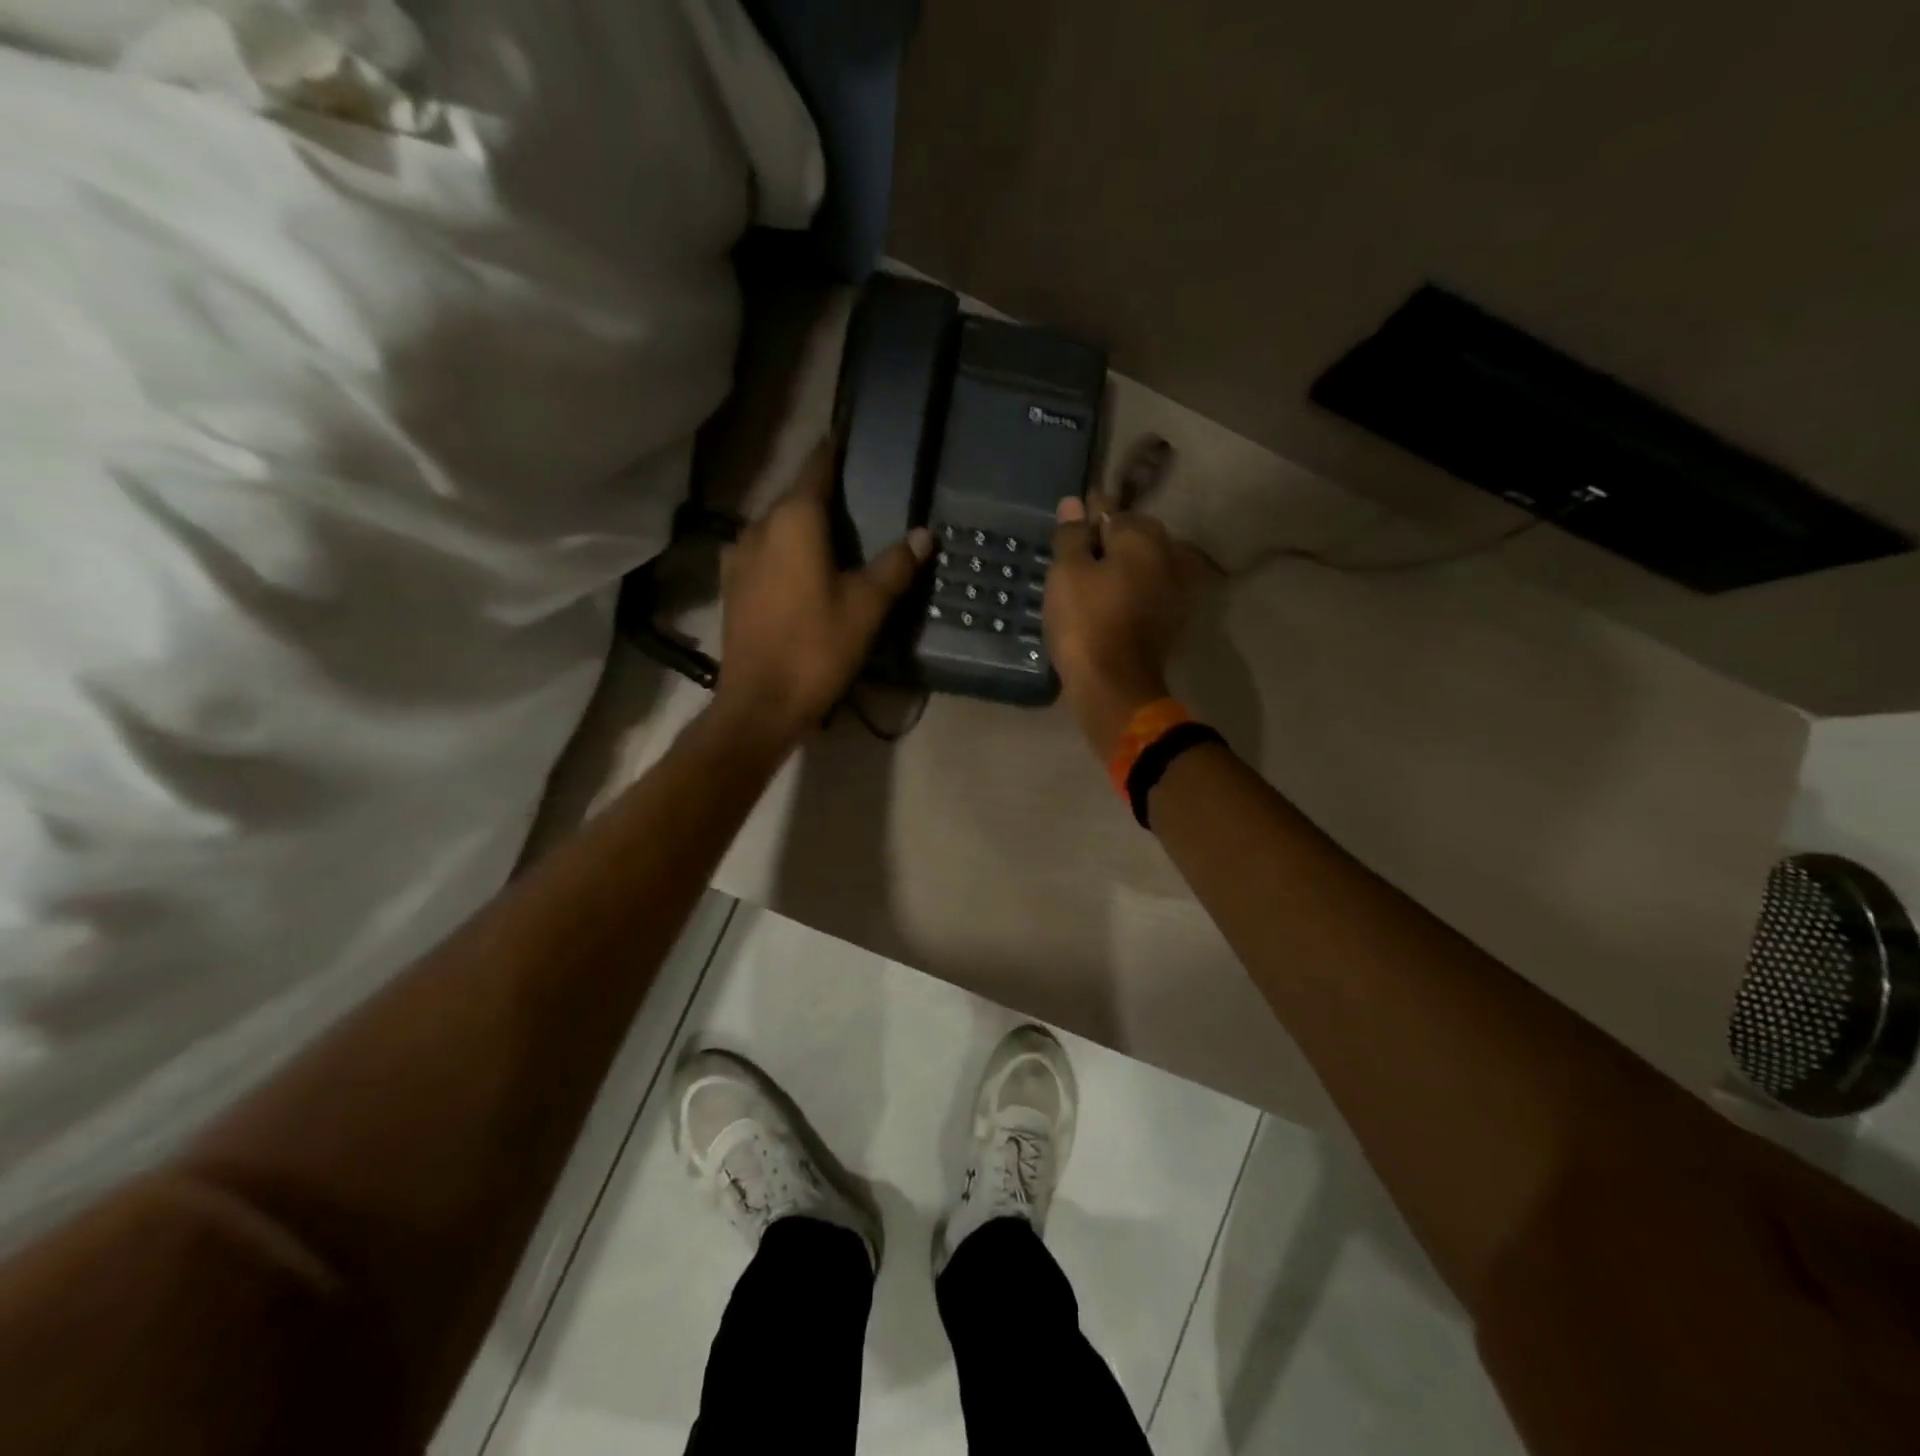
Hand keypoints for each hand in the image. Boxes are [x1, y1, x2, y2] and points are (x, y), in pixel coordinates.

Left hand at [714, 442, 931, 743]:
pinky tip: (803, 570)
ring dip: (803, 525)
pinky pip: (764, 553)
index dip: (835, 451)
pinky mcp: (732, 585)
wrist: (761, 703)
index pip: (817, 467)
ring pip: (777, 526)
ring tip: (834, 536)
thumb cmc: (817, 648)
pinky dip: (785, 551)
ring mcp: (738, 557)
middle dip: (823, 494)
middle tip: (859, 498)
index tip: (851, 438)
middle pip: (795, 497)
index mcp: (793, 520)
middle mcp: (759, 527)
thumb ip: (895, 565)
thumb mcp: (867, 606)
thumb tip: (923, 534)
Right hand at [1044, 494, 1200, 757]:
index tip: (1072, 522)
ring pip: (1145, 563)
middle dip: (1110, 539)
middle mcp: (1168, 554)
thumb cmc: (1085, 623)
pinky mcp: (1174, 617)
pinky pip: (1150, 589)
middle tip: (1078, 555)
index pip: (1110, 510)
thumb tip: (1074, 504)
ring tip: (1094, 580)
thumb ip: (1071, 536)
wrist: (1115, 686)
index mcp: (1142, 537)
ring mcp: (1176, 587)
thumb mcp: (1066, 574)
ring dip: (1123, 565)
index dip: (1088, 514)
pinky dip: (1133, 589)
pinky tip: (1113, 601)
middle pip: (1134, 535)